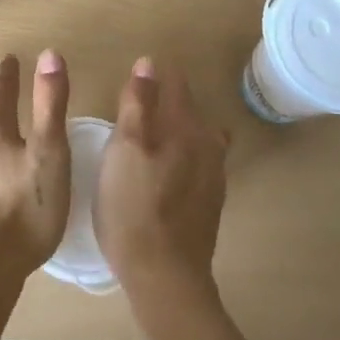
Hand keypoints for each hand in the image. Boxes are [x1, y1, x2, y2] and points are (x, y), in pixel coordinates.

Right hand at [96, 57, 227, 301]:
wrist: (165, 277)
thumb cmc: (134, 207)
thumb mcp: (125, 149)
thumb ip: (137, 103)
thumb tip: (149, 63)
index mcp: (186, 128)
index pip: (176, 85)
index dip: (159, 76)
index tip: (141, 73)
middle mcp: (208, 146)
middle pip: (191, 111)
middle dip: (171, 102)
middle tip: (141, 104)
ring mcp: (214, 177)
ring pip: (200, 139)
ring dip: (181, 131)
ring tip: (156, 137)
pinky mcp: (210, 205)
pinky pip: (200, 166)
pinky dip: (186, 158)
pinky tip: (169, 173)